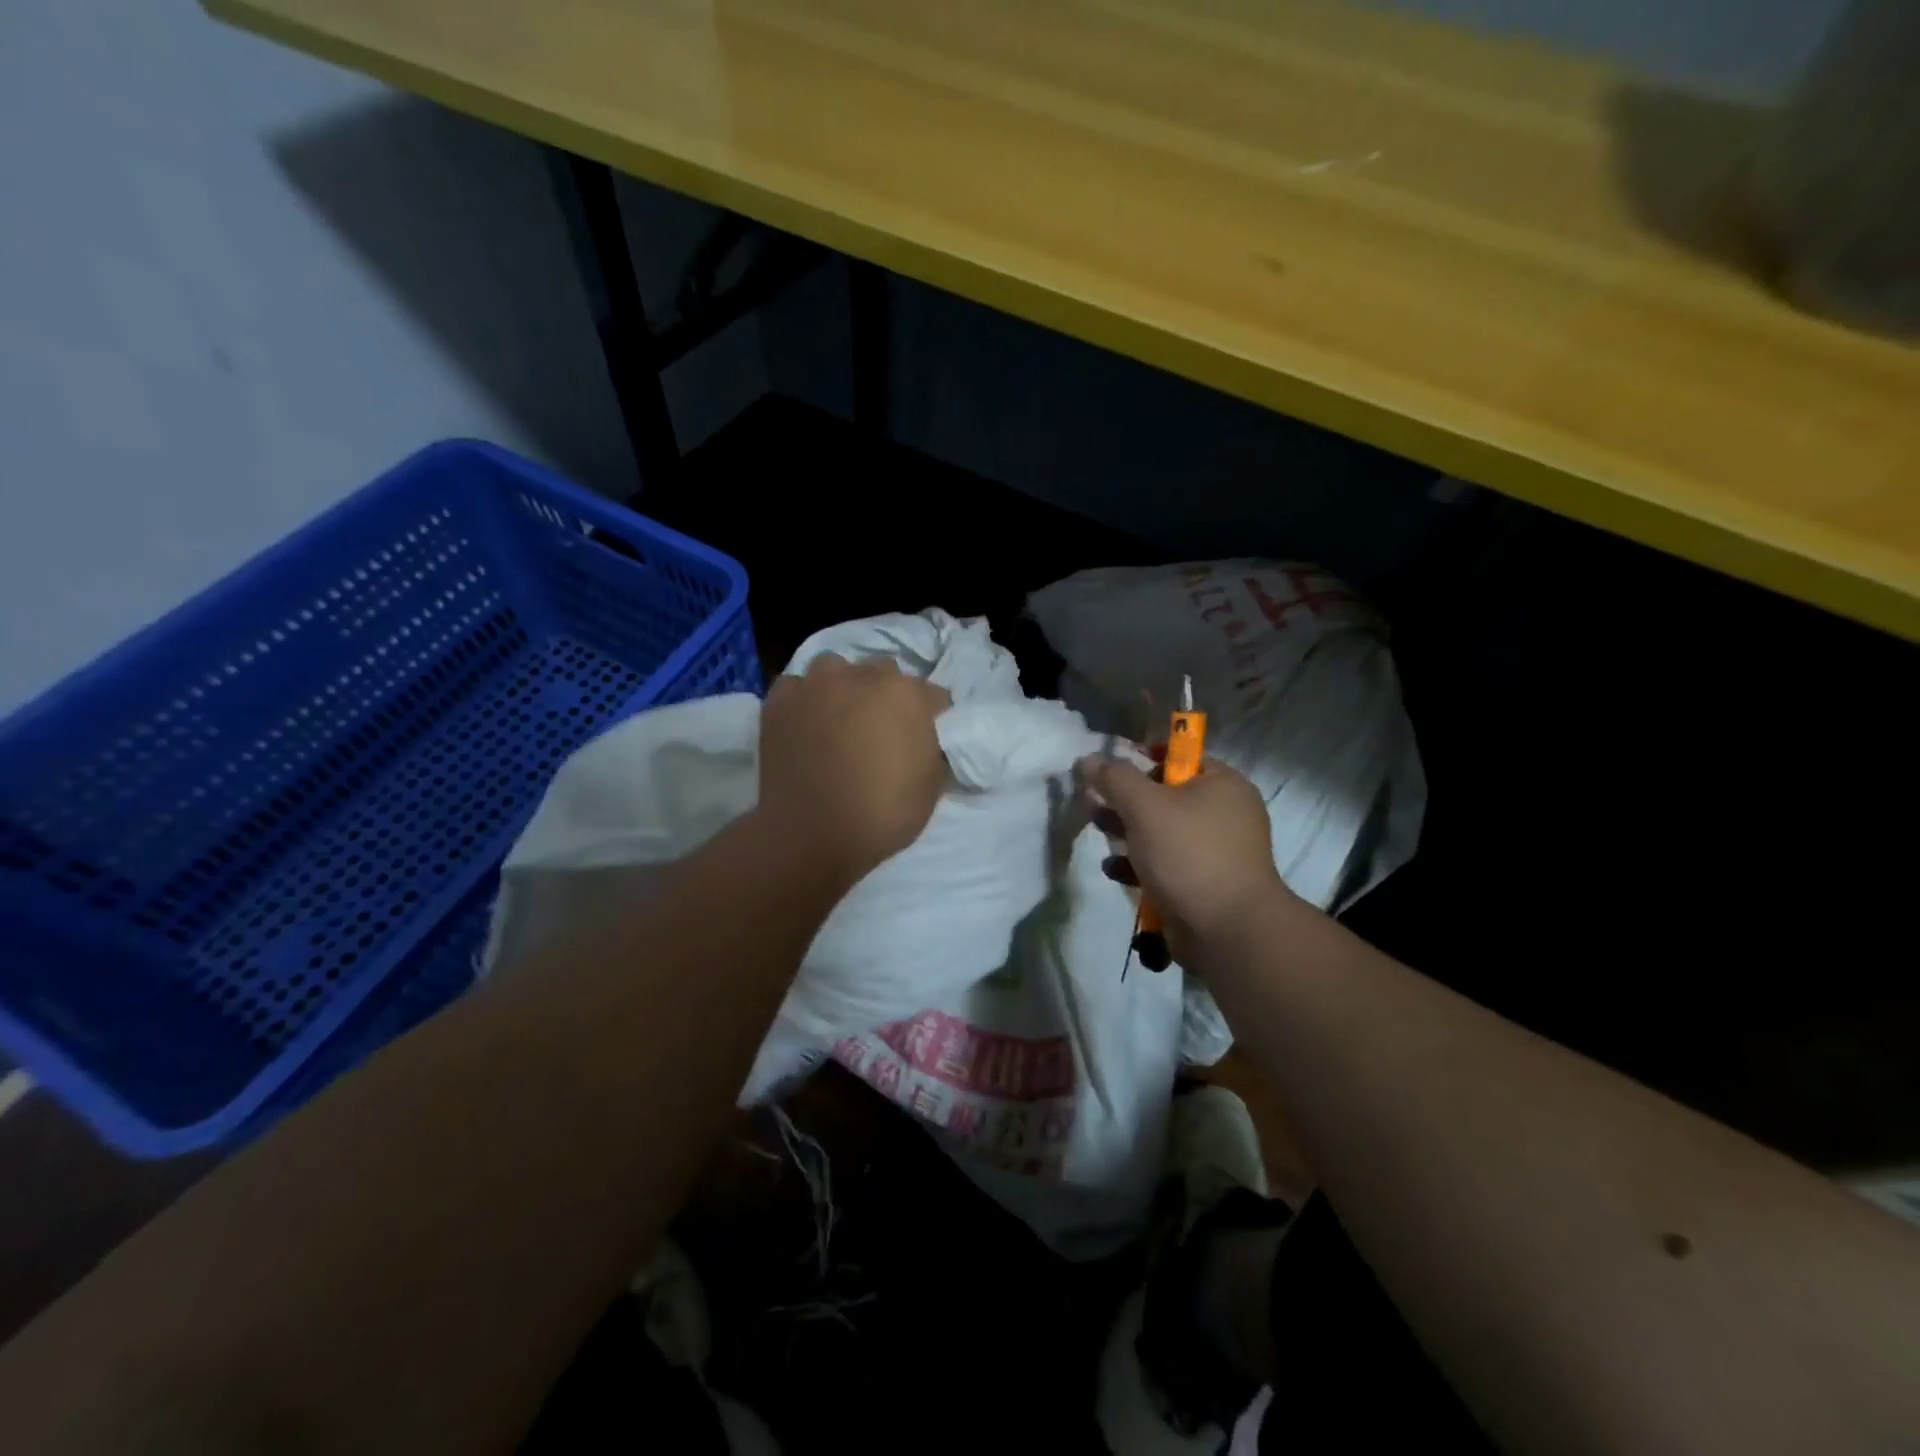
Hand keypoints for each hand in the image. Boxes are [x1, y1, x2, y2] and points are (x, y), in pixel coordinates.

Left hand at [758, 654, 951, 881]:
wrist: (812, 834)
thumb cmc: (882, 813)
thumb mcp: (931, 786)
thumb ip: (932, 748)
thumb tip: (923, 738)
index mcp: (906, 694)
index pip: (932, 694)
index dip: (932, 715)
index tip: (927, 735)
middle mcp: (861, 676)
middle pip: (883, 672)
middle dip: (886, 694)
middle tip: (880, 727)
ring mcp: (816, 685)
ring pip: (835, 668)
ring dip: (842, 686)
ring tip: (838, 716)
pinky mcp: (780, 702)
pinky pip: (795, 687)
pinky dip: (803, 699)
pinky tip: (804, 722)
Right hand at [1078, 754, 1291, 959]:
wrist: (1227, 930)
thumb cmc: (1189, 854)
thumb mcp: (1145, 806)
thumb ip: (1114, 778)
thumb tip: (1088, 759)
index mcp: (1223, 784)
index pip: (1181, 757)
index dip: (1144, 759)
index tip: (1112, 772)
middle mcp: (1226, 813)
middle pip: (1167, 795)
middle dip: (1127, 801)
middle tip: (1096, 803)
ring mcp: (1217, 851)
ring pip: (1163, 832)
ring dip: (1128, 833)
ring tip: (1098, 833)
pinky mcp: (1205, 883)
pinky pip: (1168, 864)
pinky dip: (1140, 865)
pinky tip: (1114, 871)